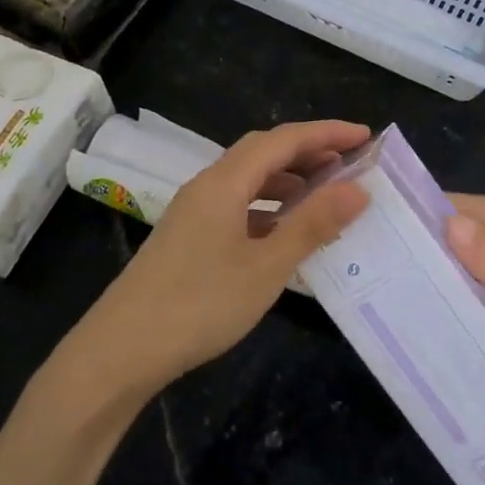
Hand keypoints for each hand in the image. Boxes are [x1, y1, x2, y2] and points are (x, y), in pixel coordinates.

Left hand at [66, 121, 371, 405]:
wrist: (120, 351)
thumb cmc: (199, 304)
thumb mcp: (266, 267)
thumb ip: (312, 224)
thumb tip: (357, 189)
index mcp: (225, 182)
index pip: (283, 140)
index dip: (326, 133)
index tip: (365, 136)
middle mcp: (207, 186)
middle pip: (263, 153)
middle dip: (308, 151)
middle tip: (349, 163)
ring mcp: (193, 211)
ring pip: (248, 179)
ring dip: (288, 179)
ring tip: (324, 195)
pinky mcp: (188, 237)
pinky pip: (237, 204)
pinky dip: (268, 206)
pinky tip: (283, 231)